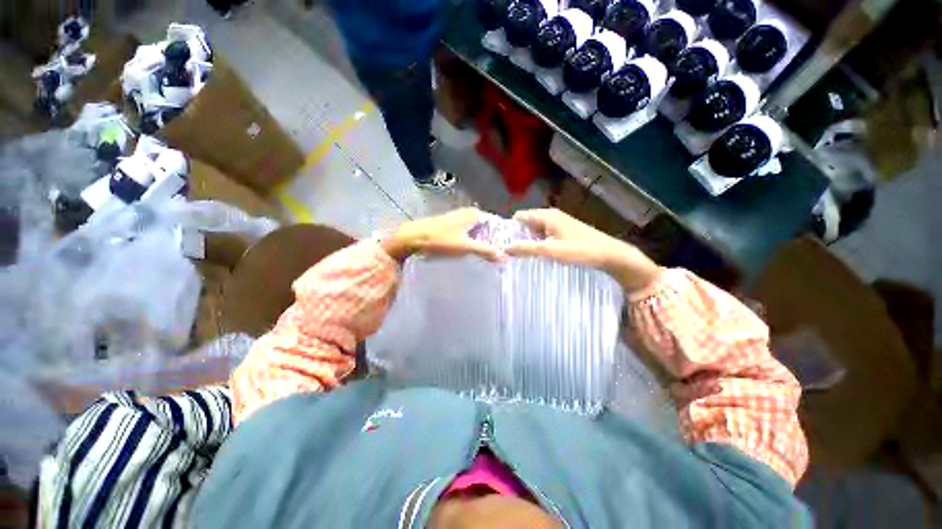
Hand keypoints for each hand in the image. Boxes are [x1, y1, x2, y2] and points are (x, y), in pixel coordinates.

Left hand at [382, 208, 503, 261]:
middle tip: (501, 258)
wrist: (411, 239)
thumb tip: (506, 257)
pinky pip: (467, 235)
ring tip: (489, 259)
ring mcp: (458, 220)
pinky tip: (471, 255)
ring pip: (476, 232)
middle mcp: (468, 213)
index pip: (497, 223)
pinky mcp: (450, 228)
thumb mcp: (465, 247)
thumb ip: (486, 251)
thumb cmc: (439, 240)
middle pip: (487, 228)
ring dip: (482, 244)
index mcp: (475, 214)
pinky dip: (471, 244)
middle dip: (493, 241)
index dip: (504, 236)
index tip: (510, 251)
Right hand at [505, 209, 661, 292]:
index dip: (508, 229)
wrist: (609, 254)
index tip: (500, 245)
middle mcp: (552, 216)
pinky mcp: (566, 233)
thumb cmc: (581, 250)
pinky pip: (546, 237)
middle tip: (507, 256)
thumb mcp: (551, 251)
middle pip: (527, 224)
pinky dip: (541, 246)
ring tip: (520, 260)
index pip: (519, 217)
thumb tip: (503, 248)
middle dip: (518, 237)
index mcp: (546, 215)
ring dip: (529, 243)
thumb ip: (527, 249)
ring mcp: (560, 224)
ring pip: (537, 232)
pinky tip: (539, 259)